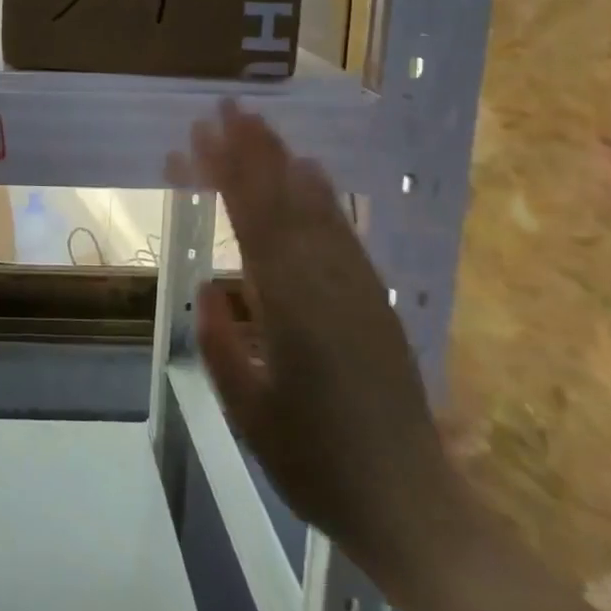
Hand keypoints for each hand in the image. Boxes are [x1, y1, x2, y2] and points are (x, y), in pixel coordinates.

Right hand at [167, 101, 468, 596]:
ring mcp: (356, 287)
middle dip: (253, 150)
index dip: (225, 172)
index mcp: (287, 307)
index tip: (200, 134)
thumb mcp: (247, 411)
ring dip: (284, 161)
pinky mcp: (375, 298)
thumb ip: (220, 342)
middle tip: (228, 106)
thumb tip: (212, 285)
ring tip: (260, 124)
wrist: (410, 504)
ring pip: (315, 208)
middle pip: (283, 201)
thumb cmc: (315, 463)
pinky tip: (312, 172)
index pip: (249, 220)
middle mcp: (324, 283)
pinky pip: (343, 231)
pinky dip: (323, 195)